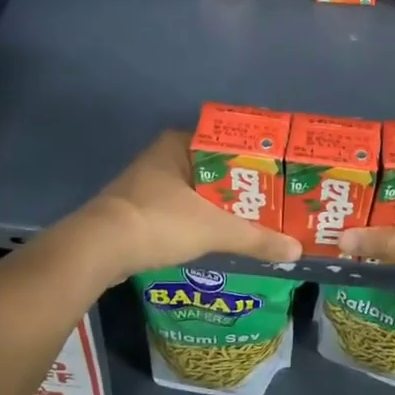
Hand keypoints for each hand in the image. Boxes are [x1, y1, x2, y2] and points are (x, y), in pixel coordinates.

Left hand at [72, 131, 300, 282]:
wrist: (98, 250)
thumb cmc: (159, 222)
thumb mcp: (215, 229)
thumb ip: (256, 238)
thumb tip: (296, 251)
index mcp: (180, 144)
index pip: (229, 144)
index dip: (256, 161)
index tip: (281, 176)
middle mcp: (163, 156)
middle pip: (215, 169)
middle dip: (243, 187)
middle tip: (275, 201)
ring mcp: (147, 183)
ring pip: (198, 191)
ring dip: (222, 205)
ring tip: (256, 219)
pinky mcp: (138, 209)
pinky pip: (181, 208)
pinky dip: (201, 219)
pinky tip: (221, 234)